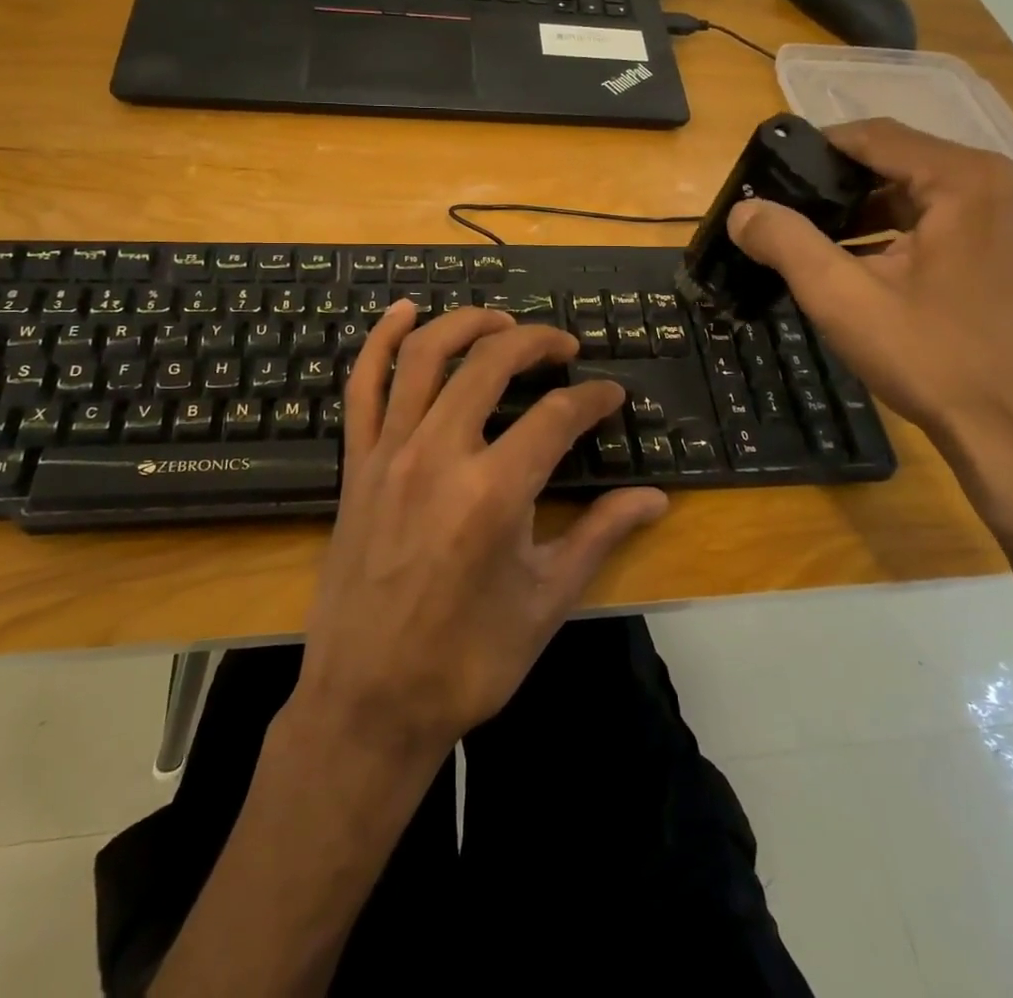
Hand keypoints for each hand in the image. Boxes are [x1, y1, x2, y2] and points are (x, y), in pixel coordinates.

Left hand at [290, 301, 667, 758]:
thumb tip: (656, 499)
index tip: (612, 396)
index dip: (592, 399)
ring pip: (423, 356)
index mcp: (494, 493)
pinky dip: (380, 340)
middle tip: (563, 347)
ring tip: (501, 322)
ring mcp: (389, 454)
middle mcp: (438, 455)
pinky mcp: (356, 464)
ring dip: (466, 324)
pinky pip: (362, 386)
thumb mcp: (546, 601)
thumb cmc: (467, 660)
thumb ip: (599, 536)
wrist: (368, 701)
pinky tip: (403, 311)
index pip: (556, 416)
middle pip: (490, 364)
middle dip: (536, 342)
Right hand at [729, 117, 1012, 456]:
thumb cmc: (931, 357)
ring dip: (861, 213)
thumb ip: (786, 242)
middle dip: (834, 186)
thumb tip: (742, 211)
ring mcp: (1012, 220)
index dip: (814, 150)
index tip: (767, 174)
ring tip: (806, 240)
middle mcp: (999, 185)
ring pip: (916, 195)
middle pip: (896, 162)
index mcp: (966, 180)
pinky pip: (939, 223)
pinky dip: (892, 235)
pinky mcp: (1011, 253)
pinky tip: (853, 265)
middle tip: (781, 211)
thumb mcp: (843, 297)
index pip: (874, 136)